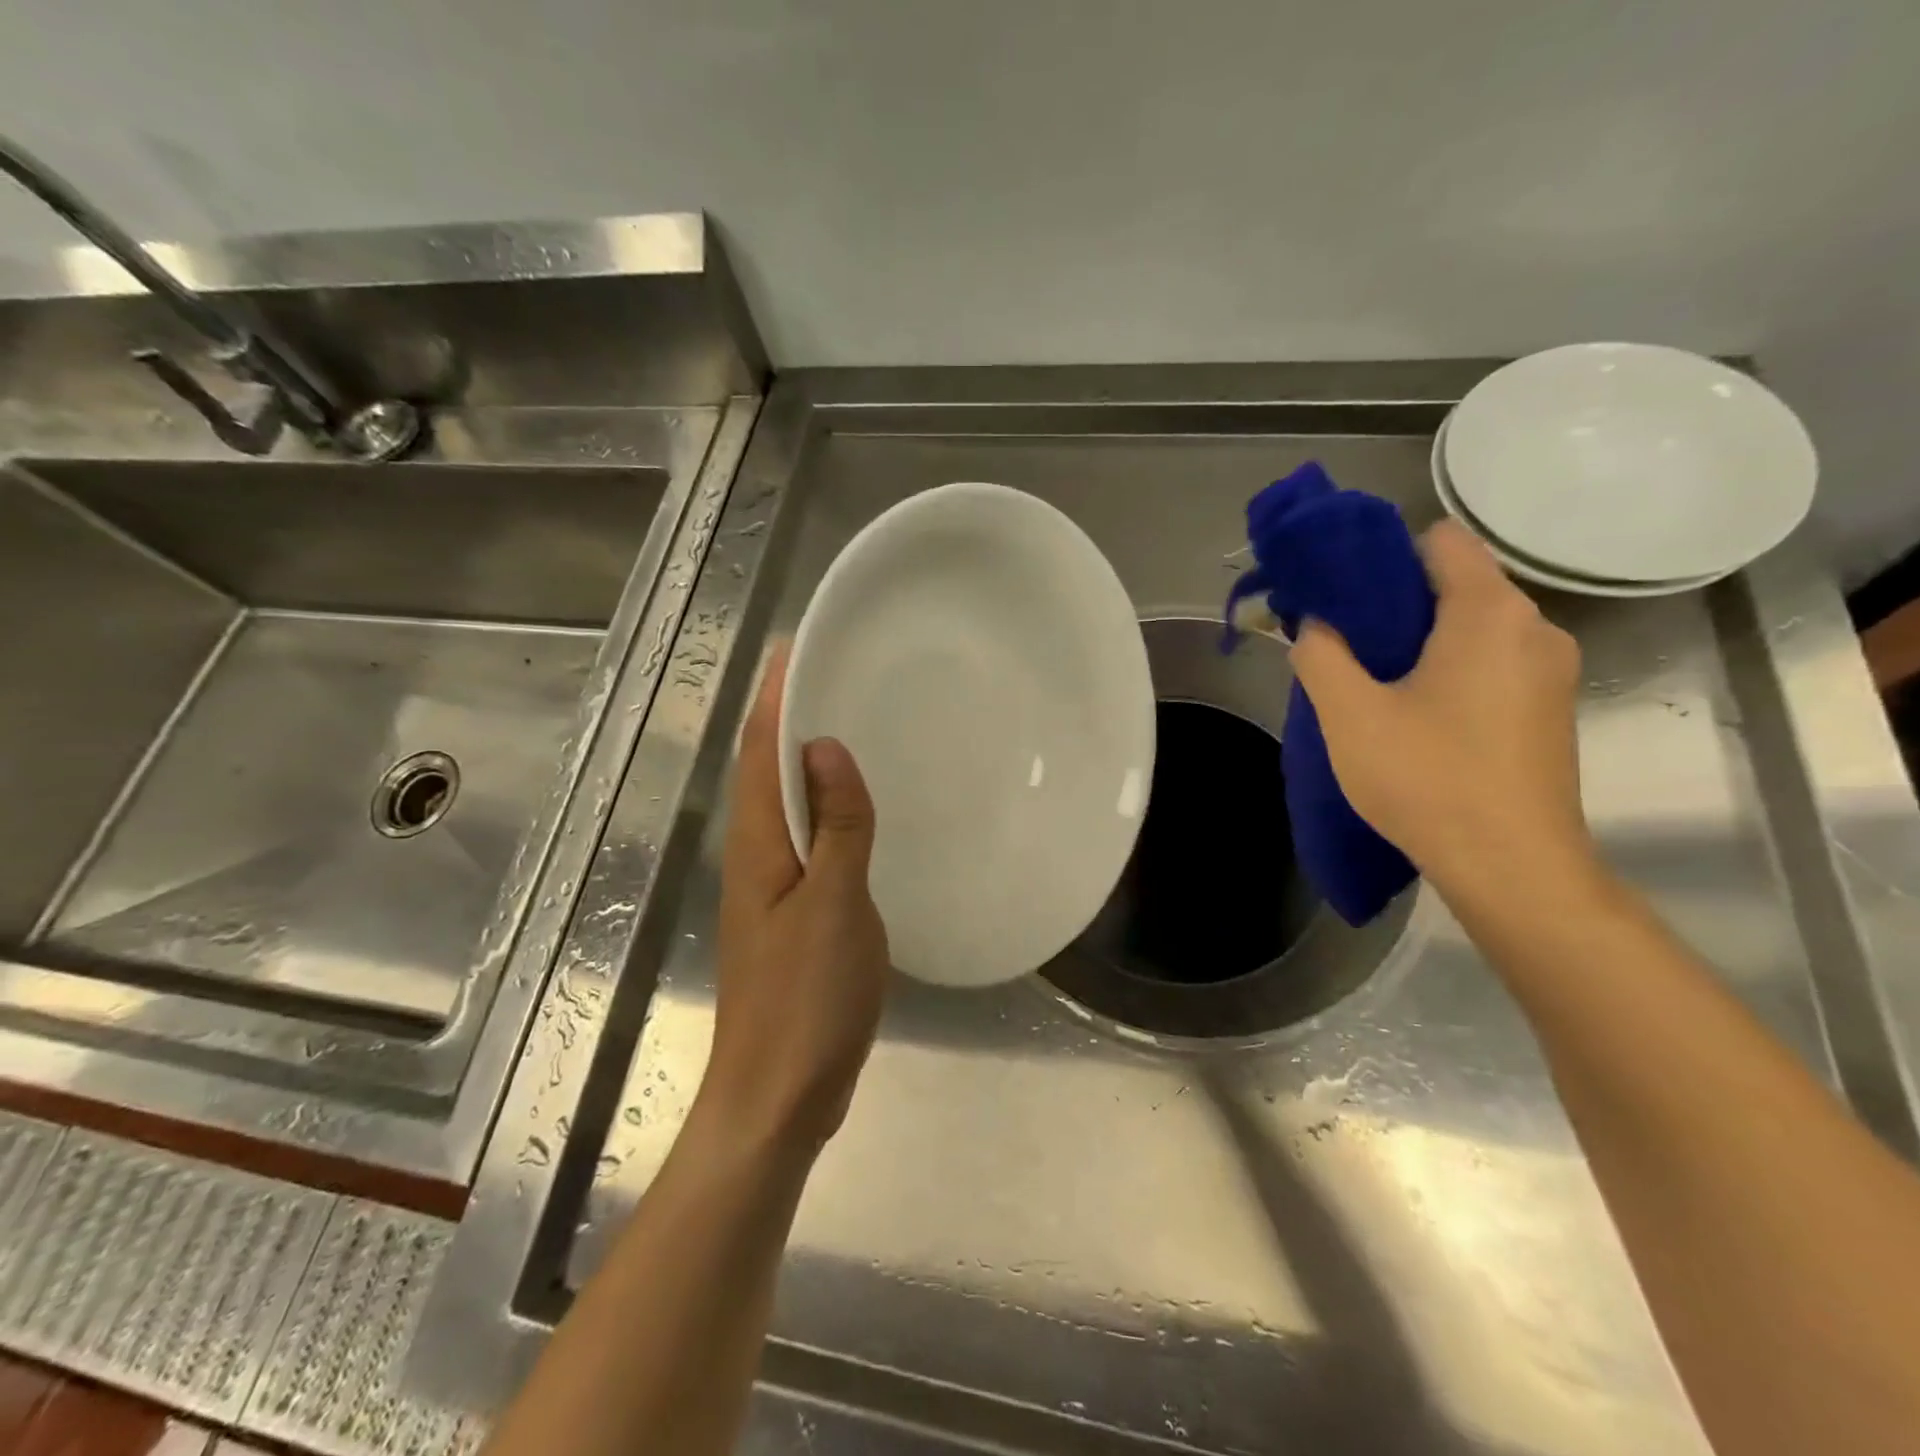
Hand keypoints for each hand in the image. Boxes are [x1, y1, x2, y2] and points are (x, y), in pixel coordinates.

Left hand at [701, 643, 889, 1156]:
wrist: (780, 1095)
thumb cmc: (806, 999)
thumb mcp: (834, 905)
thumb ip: (835, 825)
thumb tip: (823, 747)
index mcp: (758, 845)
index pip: (759, 751)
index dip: (774, 697)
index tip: (794, 647)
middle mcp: (757, 855)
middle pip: (767, 770)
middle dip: (790, 716)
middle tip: (832, 672)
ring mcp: (774, 887)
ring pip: (788, 804)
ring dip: (808, 759)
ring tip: (849, 720)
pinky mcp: (795, 914)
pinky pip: (810, 839)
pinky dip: (828, 807)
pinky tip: (858, 808)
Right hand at [1290, 519, 1594, 899]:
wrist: (1511, 866)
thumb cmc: (1428, 779)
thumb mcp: (1349, 714)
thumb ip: (1320, 654)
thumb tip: (1316, 625)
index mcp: (1489, 614)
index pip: (1440, 542)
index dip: (1383, 556)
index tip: (1340, 594)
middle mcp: (1534, 628)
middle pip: (1456, 585)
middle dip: (1395, 605)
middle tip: (1344, 646)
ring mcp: (1550, 671)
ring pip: (1472, 629)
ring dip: (1420, 642)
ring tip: (1373, 685)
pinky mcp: (1549, 709)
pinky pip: (1490, 663)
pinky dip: (1450, 671)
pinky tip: (1415, 716)